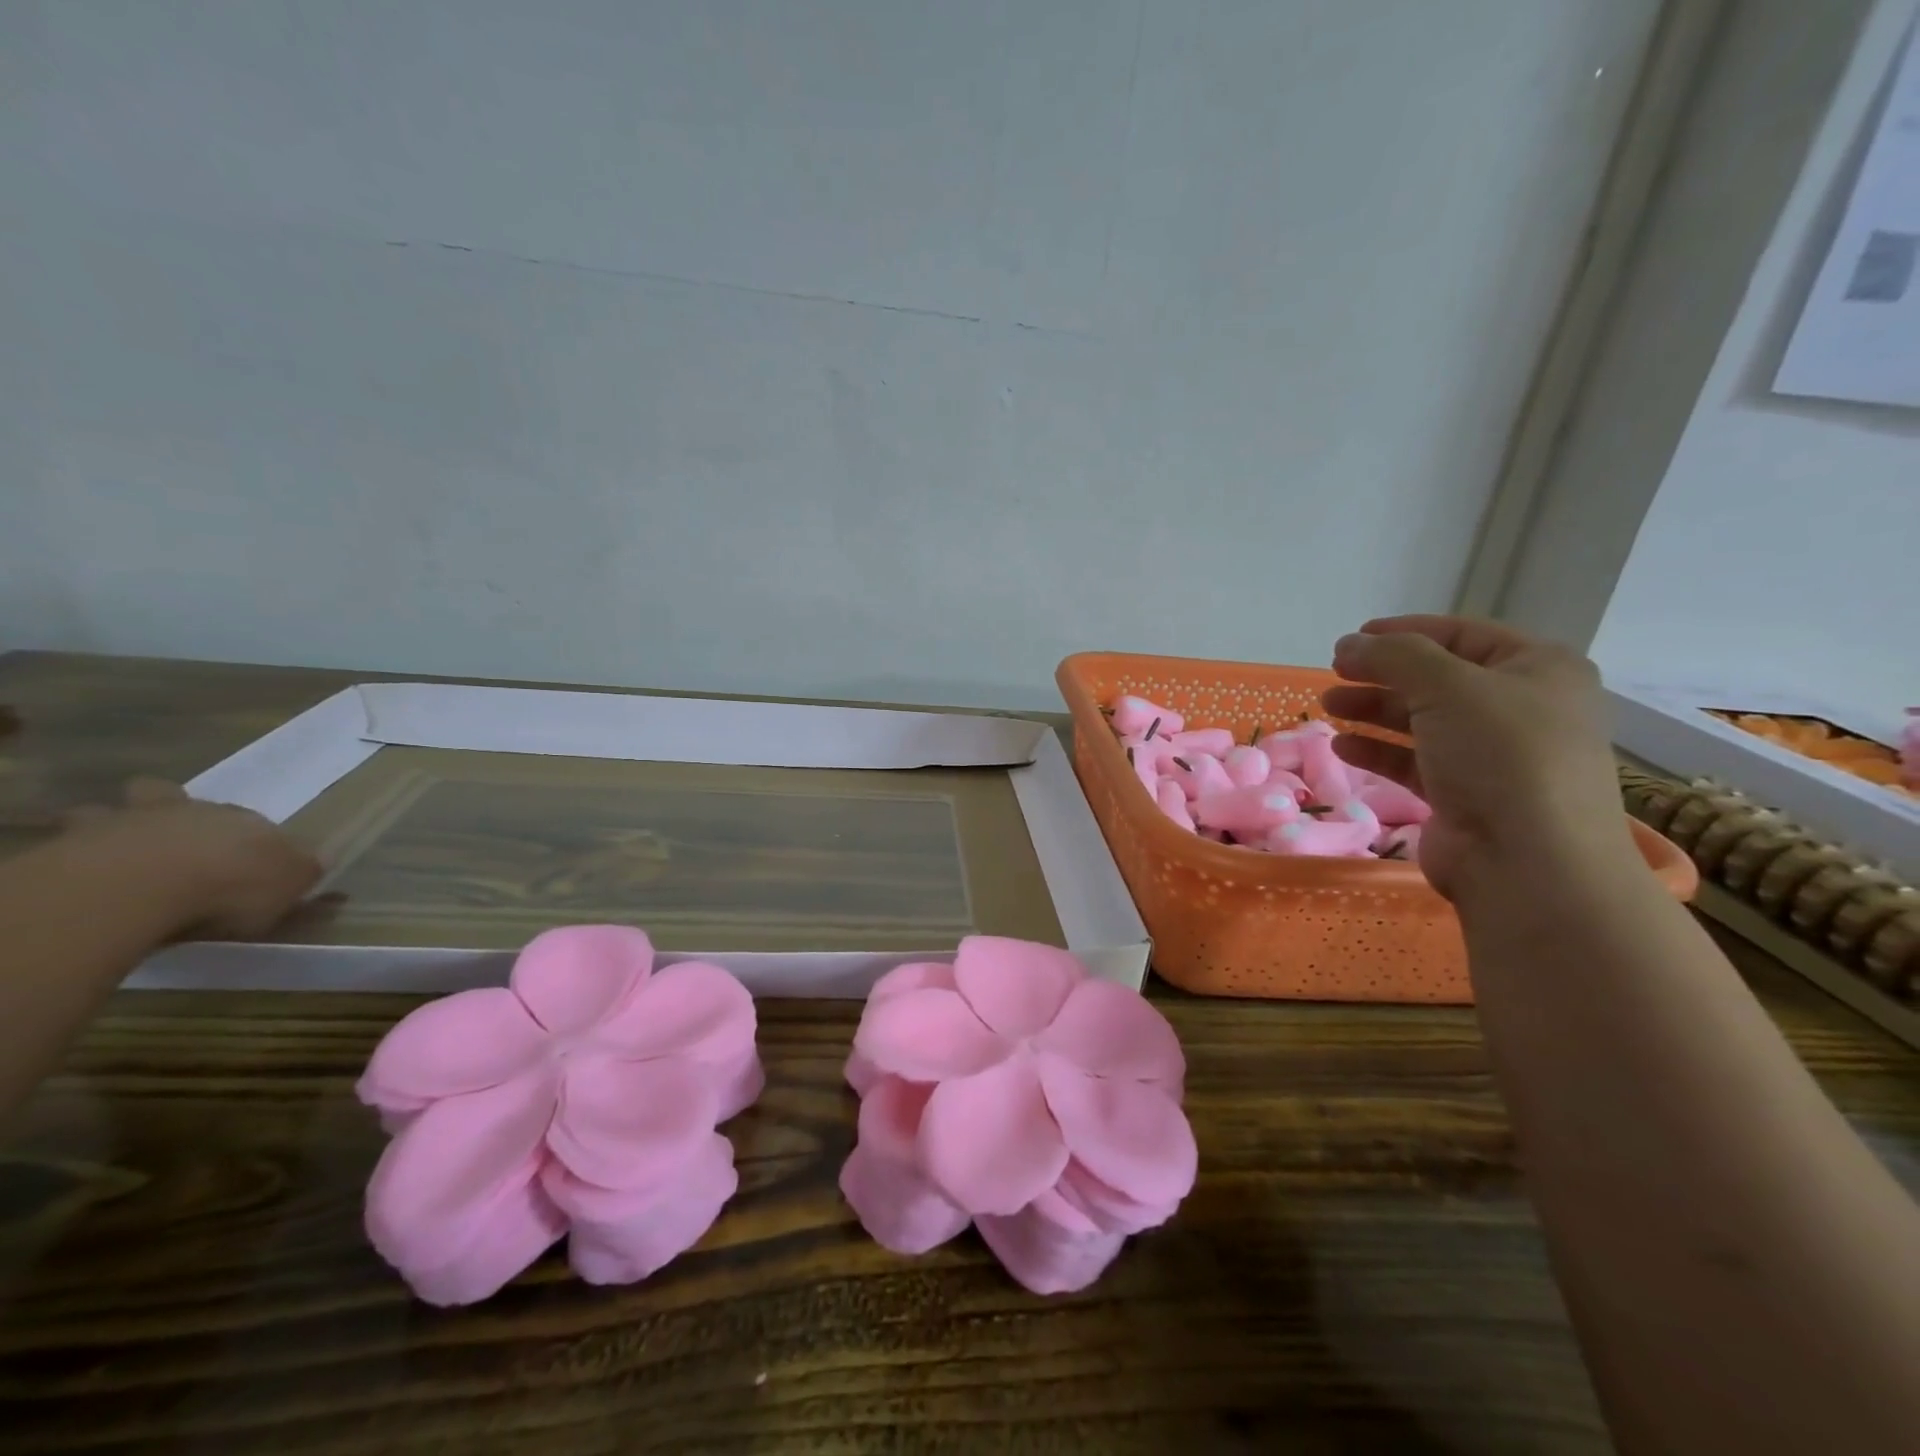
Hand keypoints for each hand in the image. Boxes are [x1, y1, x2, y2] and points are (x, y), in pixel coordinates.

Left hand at [64, 779, 324, 938]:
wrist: (139, 888)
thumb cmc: (230, 886)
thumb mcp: (290, 884)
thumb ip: (303, 872)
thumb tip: (321, 860)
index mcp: (245, 820)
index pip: (251, 822)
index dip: (247, 838)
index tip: (244, 861)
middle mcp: (188, 811)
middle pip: (175, 798)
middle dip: (172, 811)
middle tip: (170, 841)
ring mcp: (124, 823)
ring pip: (110, 811)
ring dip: (111, 823)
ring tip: (111, 849)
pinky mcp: (68, 844)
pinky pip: (66, 841)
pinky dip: (71, 851)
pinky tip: (78, 871)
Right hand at [1321, 616, 1634, 898]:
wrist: (1528, 861)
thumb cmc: (1500, 755)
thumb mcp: (1447, 687)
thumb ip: (1394, 655)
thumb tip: (1348, 643)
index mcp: (1538, 670)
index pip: (1462, 635)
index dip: (1405, 632)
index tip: (1353, 638)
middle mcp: (1521, 709)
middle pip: (1438, 679)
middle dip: (1382, 674)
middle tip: (1334, 672)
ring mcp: (1494, 756)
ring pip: (1422, 721)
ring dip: (1373, 710)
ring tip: (1327, 707)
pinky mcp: (1466, 795)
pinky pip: (1415, 762)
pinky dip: (1378, 751)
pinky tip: (1343, 747)